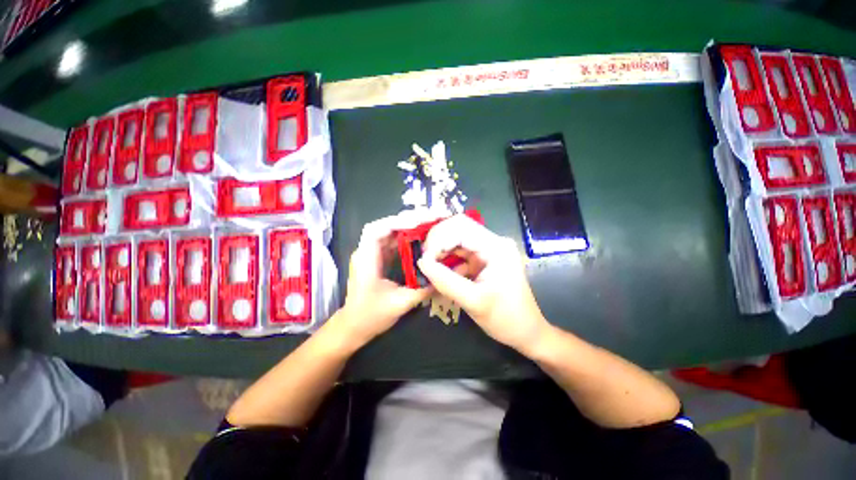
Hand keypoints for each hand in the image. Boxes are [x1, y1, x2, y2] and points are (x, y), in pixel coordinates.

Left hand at [338, 211, 434, 346]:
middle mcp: (367, 251)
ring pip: (391, 232)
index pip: (377, 229)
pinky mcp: (379, 258)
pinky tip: (422, 238)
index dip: (397, 222)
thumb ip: (422, 290)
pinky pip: (394, 242)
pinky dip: (408, 238)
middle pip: (386, 226)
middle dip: (409, 220)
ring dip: (410, 227)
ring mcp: (372, 254)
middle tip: (432, 218)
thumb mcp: (399, 304)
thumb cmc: (370, 316)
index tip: (419, 222)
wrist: (353, 327)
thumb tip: (443, 277)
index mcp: (366, 258)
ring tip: (431, 224)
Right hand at [417, 215, 548, 354]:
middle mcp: (492, 242)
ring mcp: (487, 250)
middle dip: (437, 242)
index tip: (424, 259)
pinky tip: (438, 273)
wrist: (526, 331)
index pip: (461, 228)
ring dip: (440, 251)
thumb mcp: (473, 301)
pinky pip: (459, 252)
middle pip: (457, 229)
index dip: (438, 239)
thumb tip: (421, 263)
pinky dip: (446, 260)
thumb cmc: (505, 318)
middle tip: (424, 261)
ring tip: (428, 268)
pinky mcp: (483, 259)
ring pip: (456, 239)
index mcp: (496, 247)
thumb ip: (445, 281)